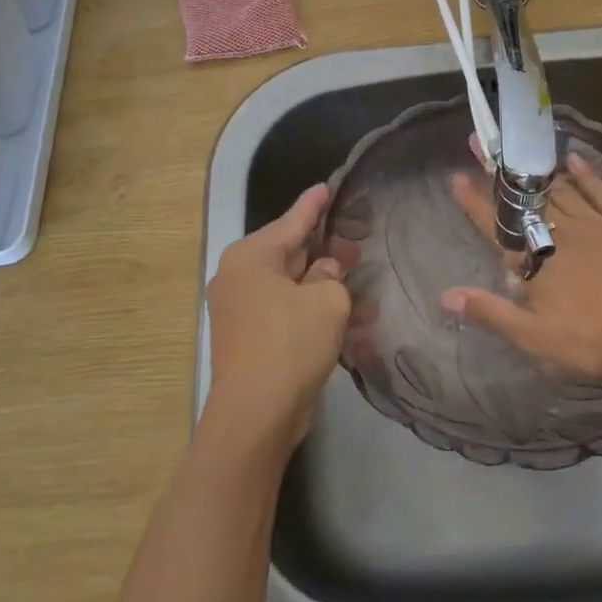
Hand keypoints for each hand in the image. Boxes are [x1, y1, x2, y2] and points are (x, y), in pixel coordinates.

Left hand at [204, 183, 350, 452]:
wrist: (255, 415)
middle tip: (358, 241)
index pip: (291, 221)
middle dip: (325, 250)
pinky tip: (347, 315)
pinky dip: (312, 310)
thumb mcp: (326, 301)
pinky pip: (286, 311)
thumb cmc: (290, 345)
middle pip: (290, 253)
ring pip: (291, 285)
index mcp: (251, 257)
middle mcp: (239, 277)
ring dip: (324, 286)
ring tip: (361, 280)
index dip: (314, 205)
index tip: (328, 186)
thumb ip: (331, 275)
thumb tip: (325, 271)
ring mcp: (240, 309)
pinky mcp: (250, 337)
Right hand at [442, 151, 601, 386]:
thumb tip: (445, 295)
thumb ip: (490, 312)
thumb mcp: (535, 337)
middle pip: (523, 200)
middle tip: (480, 143)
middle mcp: (560, 234)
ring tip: (518, 150)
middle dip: (498, 174)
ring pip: (559, 191)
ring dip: (535, 172)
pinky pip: (601, 191)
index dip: (473, 202)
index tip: (455, 177)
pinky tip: (573, 158)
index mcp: (535, 261)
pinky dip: (585, 173)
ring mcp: (595, 224)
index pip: (496, 227)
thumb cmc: (595, 340)